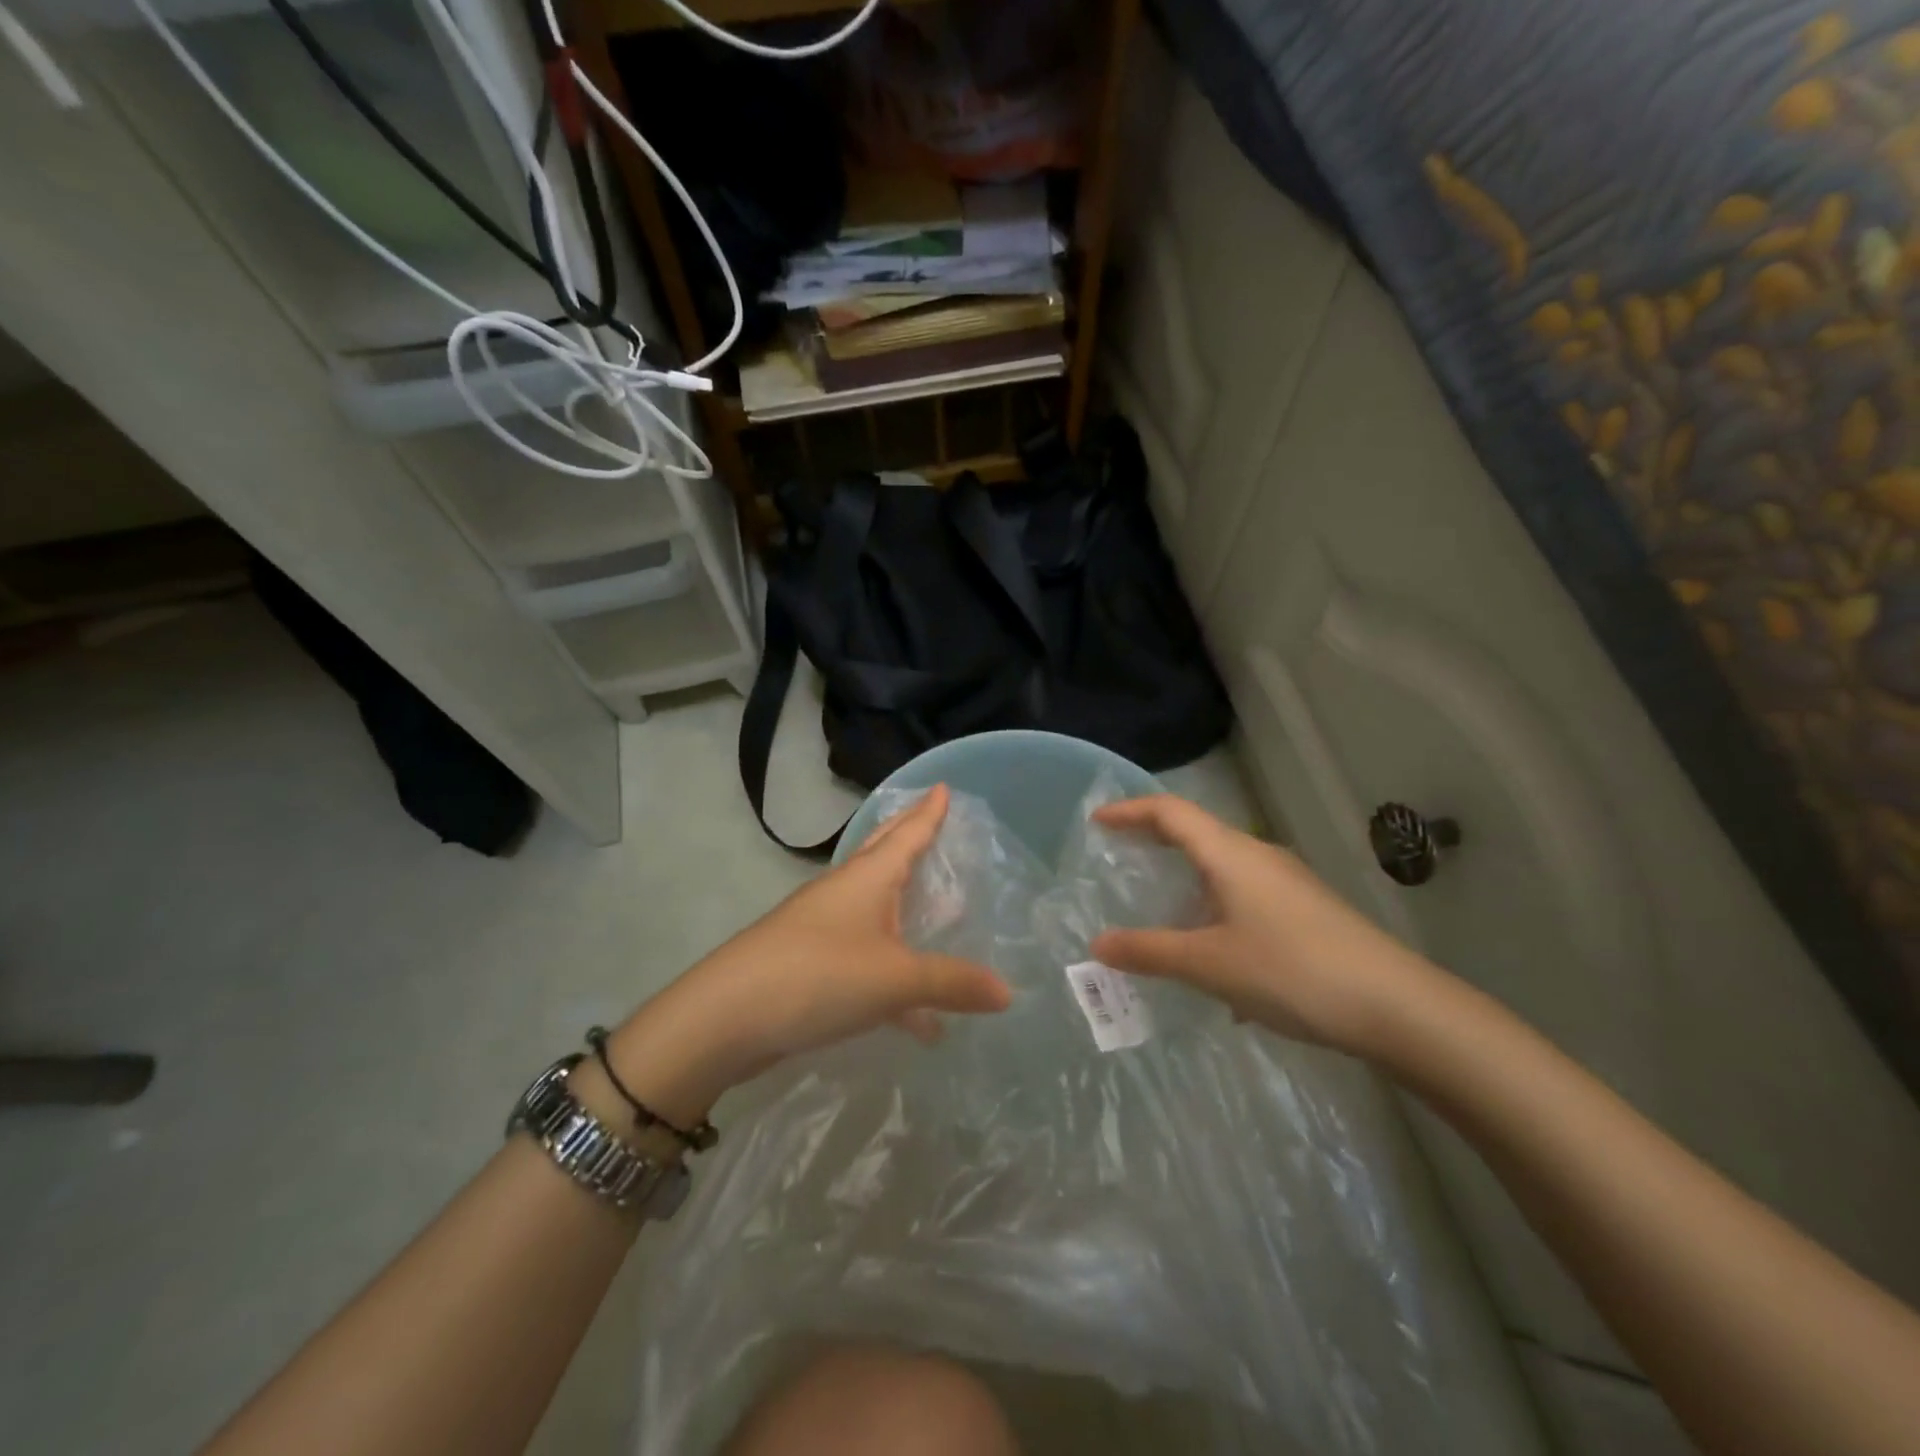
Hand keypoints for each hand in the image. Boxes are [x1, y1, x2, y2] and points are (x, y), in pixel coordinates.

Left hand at [602, 785, 1011, 1119]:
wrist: (725, 1019)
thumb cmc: (817, 975)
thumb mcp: (895, 979)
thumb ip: (951, 983)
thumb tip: (1007, 992)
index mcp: (866, 879)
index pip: (907, 833)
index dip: (929, 812)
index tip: (944, 786)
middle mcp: (844, 893)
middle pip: (884, 854)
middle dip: (910, 836)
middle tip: (934, 819)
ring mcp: (822, 928)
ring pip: (875, 908)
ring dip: (905, 908)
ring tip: (939, 912)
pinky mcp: (810, 965)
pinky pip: (866, 958)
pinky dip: (895, 975)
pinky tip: (919, 1020)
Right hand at [1088, 796, 1448, 1056]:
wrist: (1397, 1007)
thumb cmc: (1292, 970)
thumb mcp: (1209, 965)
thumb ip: (1150, 951)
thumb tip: (1098, 943)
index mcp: (1231, 854)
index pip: (1170, 812)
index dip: (1130, 811)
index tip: (1097, 821)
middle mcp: (1258, 857)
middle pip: (1197, 834)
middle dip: (1155, 842)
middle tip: (1119, 858)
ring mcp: (1287, 884)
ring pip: (1223, 870)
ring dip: (1187, 883)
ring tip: (1160, 914)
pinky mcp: (1306, 912)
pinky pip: (1245, 898)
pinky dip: (1215, 912)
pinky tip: (1214, 962)